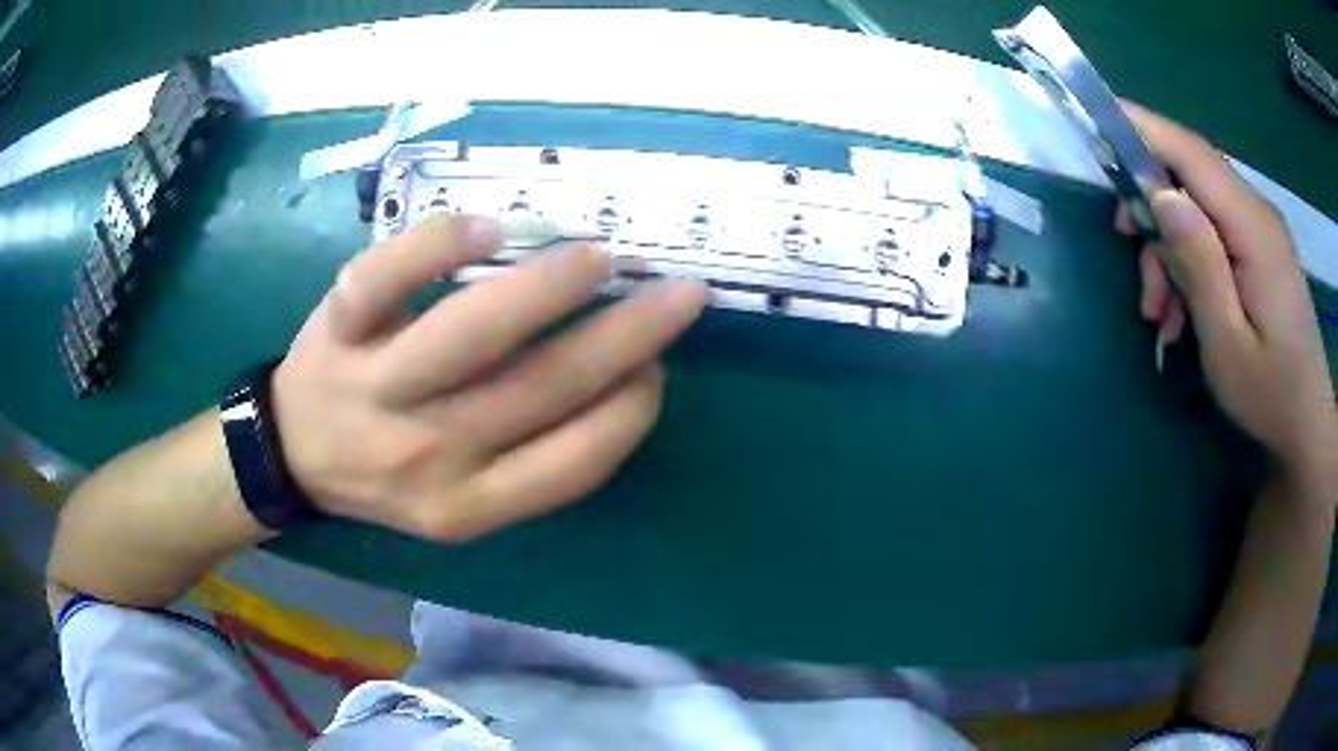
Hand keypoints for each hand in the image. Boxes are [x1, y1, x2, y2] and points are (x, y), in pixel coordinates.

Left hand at [271, 215, 707, 540]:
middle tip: (680, 294)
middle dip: (628, 336)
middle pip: (541, 389)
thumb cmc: (386, 473)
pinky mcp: (337, 328)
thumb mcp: (460, 501)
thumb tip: (616, 376)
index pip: (575, 462)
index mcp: (467, 506)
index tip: (657, 368)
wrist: (293, 452)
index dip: (633, 410)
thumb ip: (530, 457)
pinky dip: (436, 246)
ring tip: (600, 258)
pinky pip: (383, 279)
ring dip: (549, 288)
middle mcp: (426, 454)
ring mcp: (375, 387)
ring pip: (472, 331)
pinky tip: (487, 229)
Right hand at [1117, 104, 1336, 487]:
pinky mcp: (1259, 249)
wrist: (1306, 426)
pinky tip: (1180, 312)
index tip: (1098, 121)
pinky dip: (1189, 261)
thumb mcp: (1227, 342)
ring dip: (1169, 247)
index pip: (1192, 153)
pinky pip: (1214, 233)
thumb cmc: (1269, 395)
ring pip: (1198, 208)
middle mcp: (1257, 214)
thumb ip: (1200, 264)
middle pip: (1191, 176)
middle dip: (1152, 202)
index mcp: (1253, 228)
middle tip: (1126, 246)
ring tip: (1157, 311)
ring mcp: (1260, 230)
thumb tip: (1162, 195)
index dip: (1144, 128)